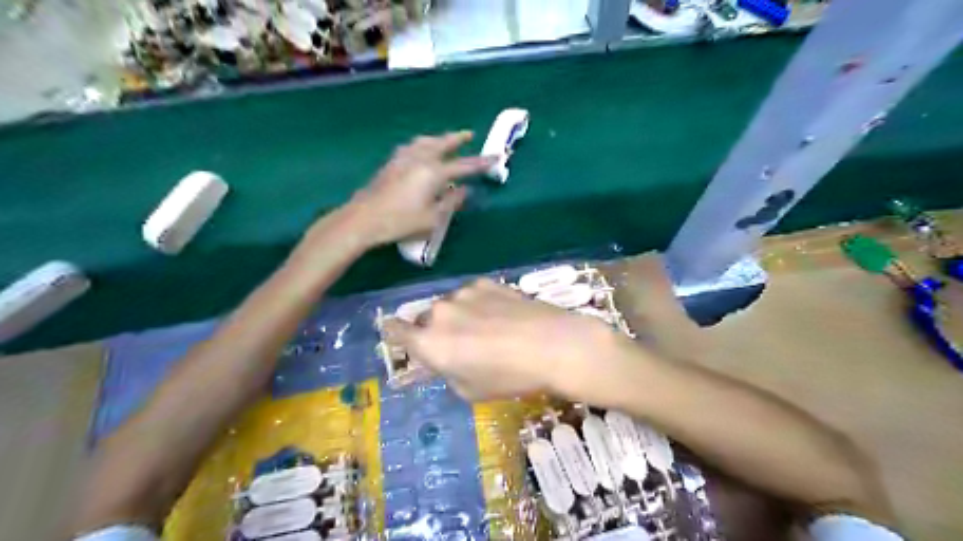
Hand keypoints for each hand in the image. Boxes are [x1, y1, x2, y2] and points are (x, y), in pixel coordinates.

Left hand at [337, 130, 490, 249]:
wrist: (363, 219)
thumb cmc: (400, 222)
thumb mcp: (432, 218)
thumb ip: (451, 202)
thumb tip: (465, 191)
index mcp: (434, 172)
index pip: (464, 165)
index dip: (481, 162)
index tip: (496, 156)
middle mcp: (420, 159)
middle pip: (443, 144)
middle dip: (458, 138)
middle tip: (470, 134)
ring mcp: (403, 158)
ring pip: (425, 142)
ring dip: (439, 139)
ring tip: (445, 139)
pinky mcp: (391, 163)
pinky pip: (413, 146)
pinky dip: (423, 144)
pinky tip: (420, 149)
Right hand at [384, 279, 633, 401]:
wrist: (553, 345)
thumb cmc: (509, 377)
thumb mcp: (470, 390)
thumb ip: (448, 372)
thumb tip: (448, 359)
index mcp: (429, 343)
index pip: (394, 330)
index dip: (394, 332)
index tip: (400, 335)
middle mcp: (440, 313)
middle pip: (426, 319)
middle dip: (436, 331)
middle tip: (461, 345)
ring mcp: (463, 293)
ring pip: (451, 306)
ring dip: (459, 316)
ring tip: (488, 330)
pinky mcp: (486, 282)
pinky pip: (472, 295)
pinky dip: (479, 304)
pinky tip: (502, 316)